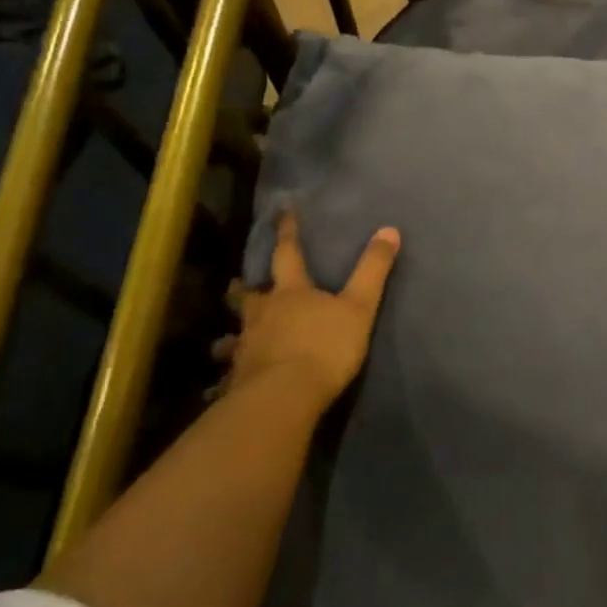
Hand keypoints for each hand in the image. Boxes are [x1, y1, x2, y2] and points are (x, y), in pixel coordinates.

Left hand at [218, 211, 400, 418]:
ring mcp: (246, 348)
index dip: (287, 232)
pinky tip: (218, 390)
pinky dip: (223, 381)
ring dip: (228, 337)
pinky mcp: (237, 380)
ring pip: (231, 338)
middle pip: (247, 296)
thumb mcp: (359, 306)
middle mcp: (262, 315)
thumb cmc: (325, 346)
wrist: (285, 395)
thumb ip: (373, 270)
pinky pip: (227, 379)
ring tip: (225, 342)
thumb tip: (389, 229)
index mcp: (291, 293)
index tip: (282, 212)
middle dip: (242, 288)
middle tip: (236, 283)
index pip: (288, 253)